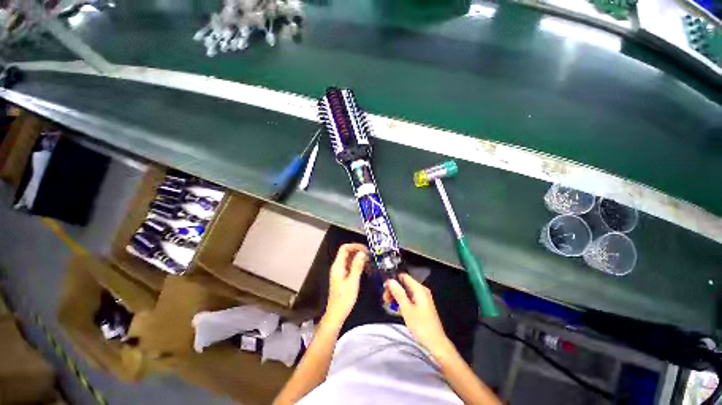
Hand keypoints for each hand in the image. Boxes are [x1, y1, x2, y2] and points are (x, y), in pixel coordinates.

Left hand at [324, 243, 367, 327]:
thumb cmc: (343, 299)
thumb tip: (362, 253)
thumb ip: (357, 266)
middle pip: (347, 252)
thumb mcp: (353, 281)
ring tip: (368, 261)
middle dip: (358, 251)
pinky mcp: (343, 276)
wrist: (336, 313)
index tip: (364, 249)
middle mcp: (338, 267)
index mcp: (338, 266)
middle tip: (368, 254)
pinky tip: (364, 268)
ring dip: (358, 258)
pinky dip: (357, 264)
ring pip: (349, 259)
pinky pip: (350, 265)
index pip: (344, 248)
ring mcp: (340, 271)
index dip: (354, 246)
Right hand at [385, 273, 453, 357]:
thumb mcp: (407, 309)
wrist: (436, 343)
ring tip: (389, 304)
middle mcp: (421, 290)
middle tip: (385, 299)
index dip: (393, 280)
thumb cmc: (421, 326)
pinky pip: (409, 298)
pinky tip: (396, 308)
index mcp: (419, 289)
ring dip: (396, 296)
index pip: (403, 276)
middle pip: (404, 284)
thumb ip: (398, 293)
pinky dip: (402, 301)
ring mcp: (422, 298)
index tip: (384, 288)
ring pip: (406, 292)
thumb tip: (390, 280)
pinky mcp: (421, 305)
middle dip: (393, 289)